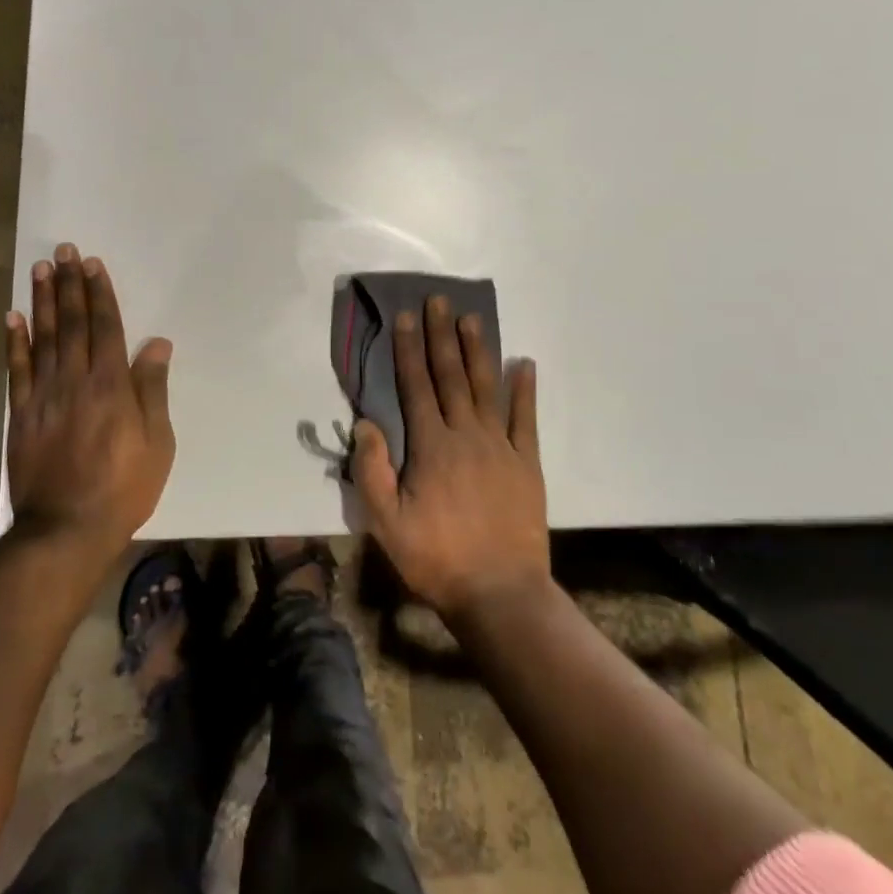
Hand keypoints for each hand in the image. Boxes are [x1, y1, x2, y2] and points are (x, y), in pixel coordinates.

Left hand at [4, 243, 174, 557]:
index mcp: (111, 385)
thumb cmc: (124, 486)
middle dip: (70, 285)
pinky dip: (14, 342)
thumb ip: (153, 388)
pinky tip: (12, 316)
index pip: (105, 327)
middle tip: (64, 251)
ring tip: (40, 269)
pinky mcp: (21, 415)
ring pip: (42, 338)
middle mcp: (75, 380)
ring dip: (42, 301)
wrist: (66, 529)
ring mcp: (44, 396)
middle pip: (72, 323)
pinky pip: (16, 370)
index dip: (99, 293)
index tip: (92, 264)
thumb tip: (156, 342)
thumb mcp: (157, 441)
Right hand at [352, 295, 548, 622]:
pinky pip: (526, 418)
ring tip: (472, 318)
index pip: (416, 385)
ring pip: (487, 387)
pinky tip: (524, 363)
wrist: (500, 593)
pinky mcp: (527, 463)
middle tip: (439, 300)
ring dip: (478, 350)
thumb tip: (365, 423)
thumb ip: (372, 471)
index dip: (409, 349)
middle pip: (451, 375)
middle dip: (442, 335)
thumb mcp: (387, 523)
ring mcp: (501, 446)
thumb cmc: (437, 558)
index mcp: (431, 446)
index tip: (406, 317)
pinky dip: (525, 389)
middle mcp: (466, 434)